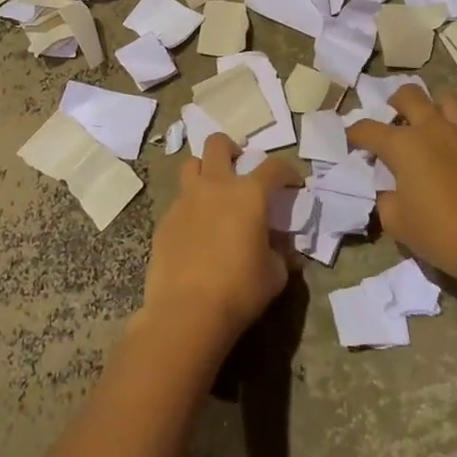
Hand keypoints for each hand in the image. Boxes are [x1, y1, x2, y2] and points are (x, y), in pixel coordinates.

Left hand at [141, 134, 301, 349]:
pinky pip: (178, 201)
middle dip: (231, 149)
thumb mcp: (274, 275)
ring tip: (213, 192)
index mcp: (248, 194)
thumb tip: (285, 250)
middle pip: (218, 144)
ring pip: (190, 164)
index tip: (292, 184)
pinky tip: (195, 230)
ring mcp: (185, 200)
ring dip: (204, 170)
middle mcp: (214, 186)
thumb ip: (281, 254)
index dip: (287, 171)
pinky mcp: (164, 220)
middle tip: (239, 168)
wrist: (187, 312)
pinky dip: (190, 206)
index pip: (274, 166)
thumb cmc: (239, 289)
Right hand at [346, 85, 456, 286]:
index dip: (353, 133)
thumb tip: (389, 189)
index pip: (368, 128)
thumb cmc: (440, 233)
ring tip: (423, 126)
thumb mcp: (396, 222)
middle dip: (393, 104)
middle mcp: (431, 129)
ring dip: (430, 106)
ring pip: (444, 99)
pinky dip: (451, 129)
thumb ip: (385, 198)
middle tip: (389, 123)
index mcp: (403, 144)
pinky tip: (448, 153)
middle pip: (408, 95)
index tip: (348, 141)